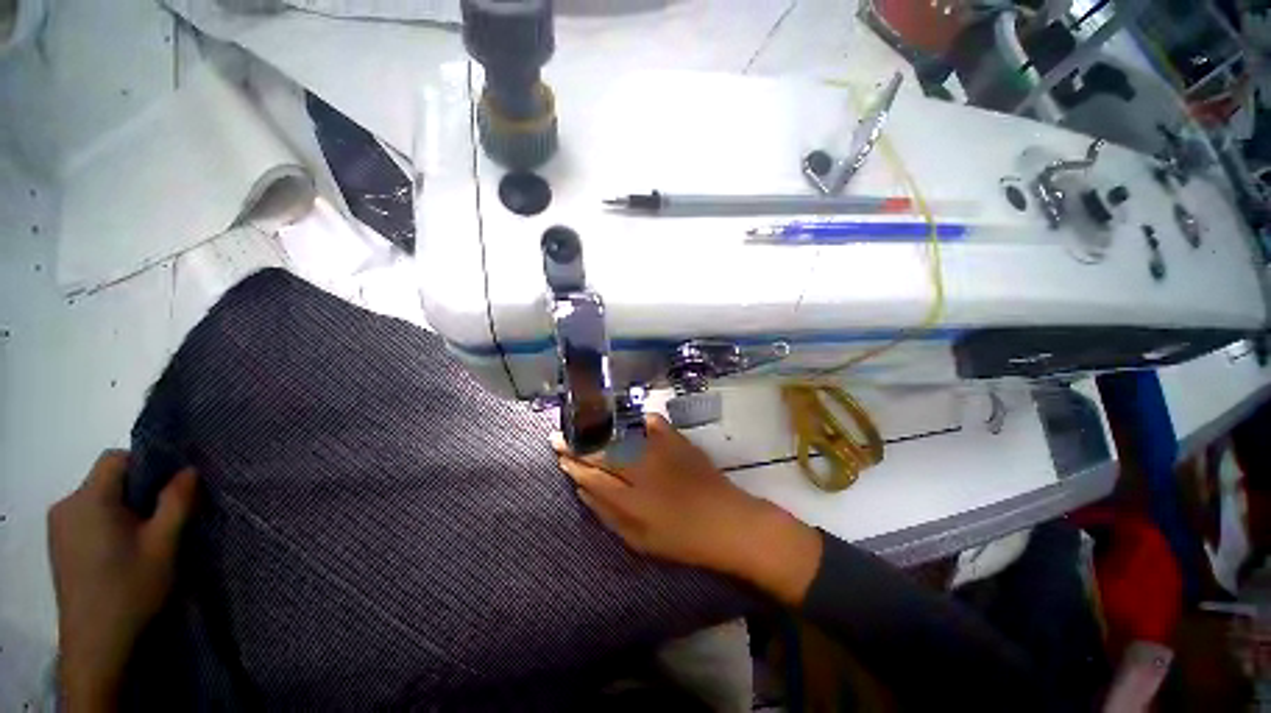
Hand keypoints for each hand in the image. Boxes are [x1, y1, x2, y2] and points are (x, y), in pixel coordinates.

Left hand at [47, 451, 197, 710]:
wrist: (95, 643)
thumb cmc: (131, 589)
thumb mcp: (164, 544)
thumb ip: (176, 502)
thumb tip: (188, 470)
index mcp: (90, 499)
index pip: (115, 458)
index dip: (144, 465)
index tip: (166, 490)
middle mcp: (66, 504)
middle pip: (105, 479)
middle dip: (134, 492)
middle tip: (158, 521)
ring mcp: (58, 526)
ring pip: (95, 499)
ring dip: (120, 509)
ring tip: (140, 541)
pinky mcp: (57, 544)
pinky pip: (85, 517)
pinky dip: (105, 524)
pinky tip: (117, 554)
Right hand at [553, 415, 821, 604]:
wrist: (727, 522)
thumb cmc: (681, 539)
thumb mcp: (639, 539)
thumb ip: (607, 513)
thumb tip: (582, 490)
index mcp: (629, 498)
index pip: (591, 475)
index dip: (573, 463)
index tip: (559, 453)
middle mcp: (641, 469)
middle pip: (601, 450)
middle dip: (577, 442)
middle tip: (560, 435)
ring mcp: (660, 451)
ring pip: (621, 434)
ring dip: (599, 428)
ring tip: (583, 423)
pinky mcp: (677, 441)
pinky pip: (652, 423)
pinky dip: (636, 419)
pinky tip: (626, 418)